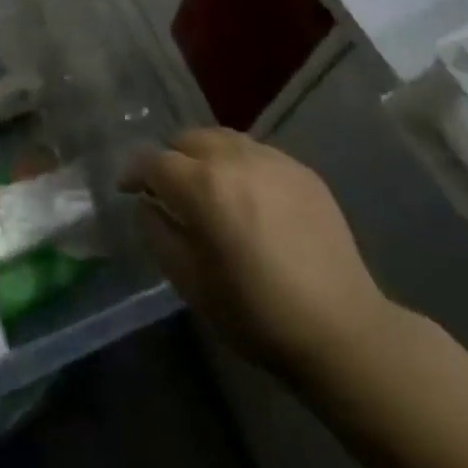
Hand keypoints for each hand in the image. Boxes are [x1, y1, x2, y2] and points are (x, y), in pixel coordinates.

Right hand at [123, 129, 400, 383]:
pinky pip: (257, 152)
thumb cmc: (256, 314)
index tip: (128, 188)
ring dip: (205, 156)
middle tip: (169, 189)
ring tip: (208, 187)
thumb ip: (160, 234)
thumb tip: (146, 204)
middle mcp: (236, 159)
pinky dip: (240, 164)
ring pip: (223, 139)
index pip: (155, 161)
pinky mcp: (302, 170)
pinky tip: (248, 197)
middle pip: (188, 138)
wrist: (340, 328)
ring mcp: (273, 160)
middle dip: (171, 158)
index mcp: (203, 187)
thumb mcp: (192, 283)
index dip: (135, 172)